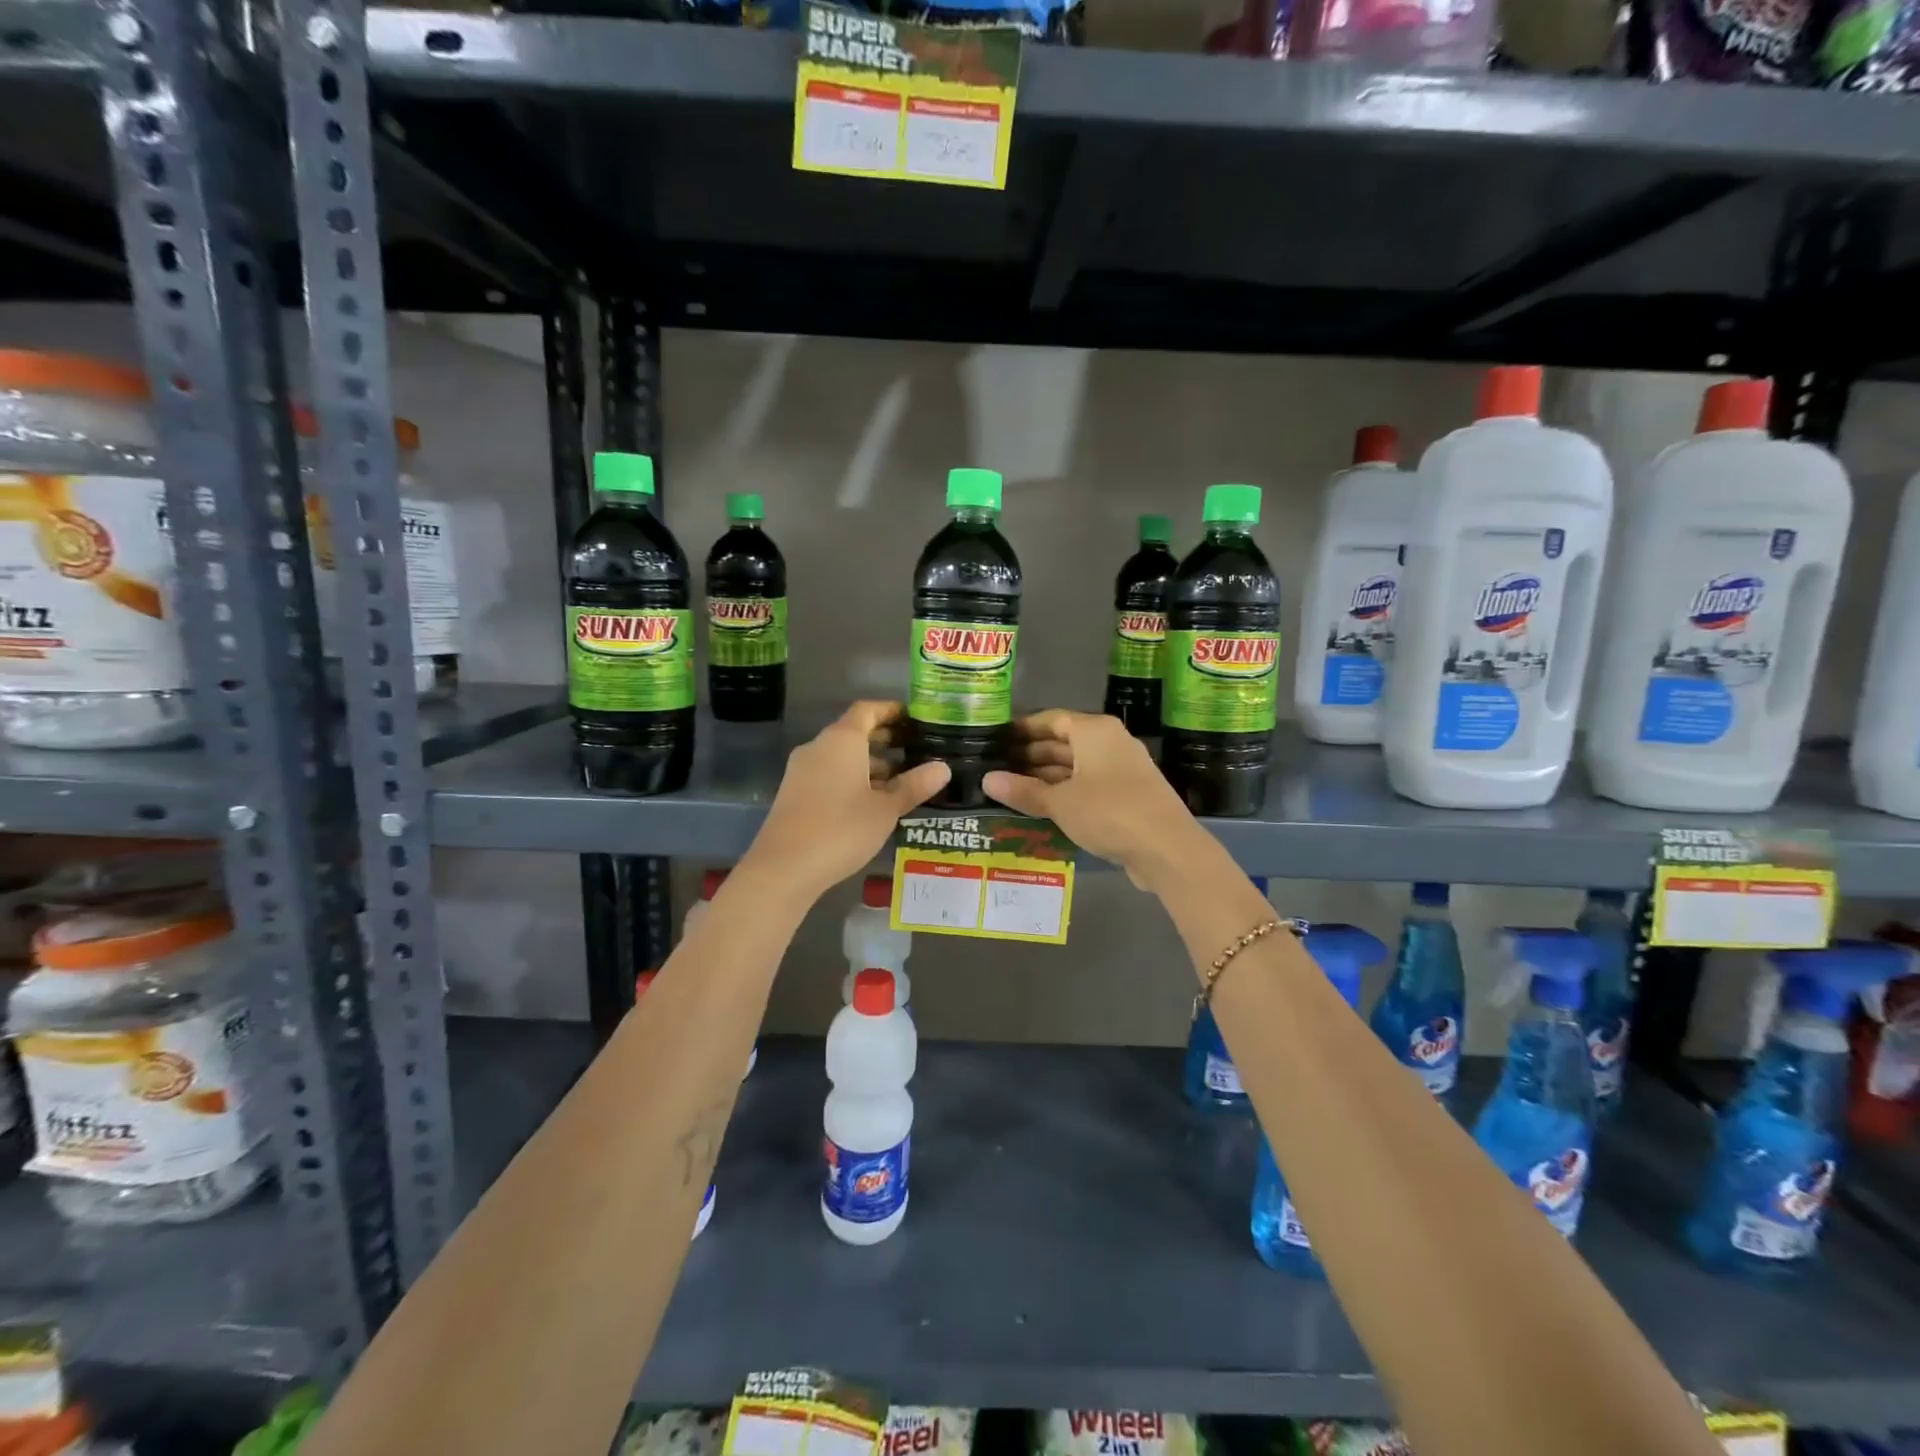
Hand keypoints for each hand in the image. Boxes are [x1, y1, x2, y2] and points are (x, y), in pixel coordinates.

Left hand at [738, 701, 950, 901]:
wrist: (784, 867)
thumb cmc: (841, 829)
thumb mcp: (886, 809)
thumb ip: (914, 785)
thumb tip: (943, 768)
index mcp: (841, 740)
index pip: (867, 710)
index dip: (891, 710)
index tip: (915, 718)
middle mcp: (819, 747)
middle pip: (854, 732)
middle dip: (884, 739)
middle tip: (915, 750)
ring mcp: (802, 770)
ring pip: (842, 756)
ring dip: (870, 763)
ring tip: (900, 782)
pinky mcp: (795, 793)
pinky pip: (829, 774)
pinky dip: (852, 779)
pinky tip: (871, 803)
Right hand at [982, 710, 1206, 888]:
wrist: (1167, 848)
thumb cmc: (1109, 812)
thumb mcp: (1059, 802)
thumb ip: (1023, 790)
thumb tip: (986, 780)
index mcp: (1094, 731)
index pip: (1051, 719)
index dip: (1023, 729)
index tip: (997, 740)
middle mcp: (1111, 742)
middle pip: (1064, 742)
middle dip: (1032, 755)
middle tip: (999, 767)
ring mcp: (1123, 768)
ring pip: (1077, 765)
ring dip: (1048, 776)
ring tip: (1014, 789)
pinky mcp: (1130, 794)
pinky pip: (1090, 784)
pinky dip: (1067, 791)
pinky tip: (1045, 807)